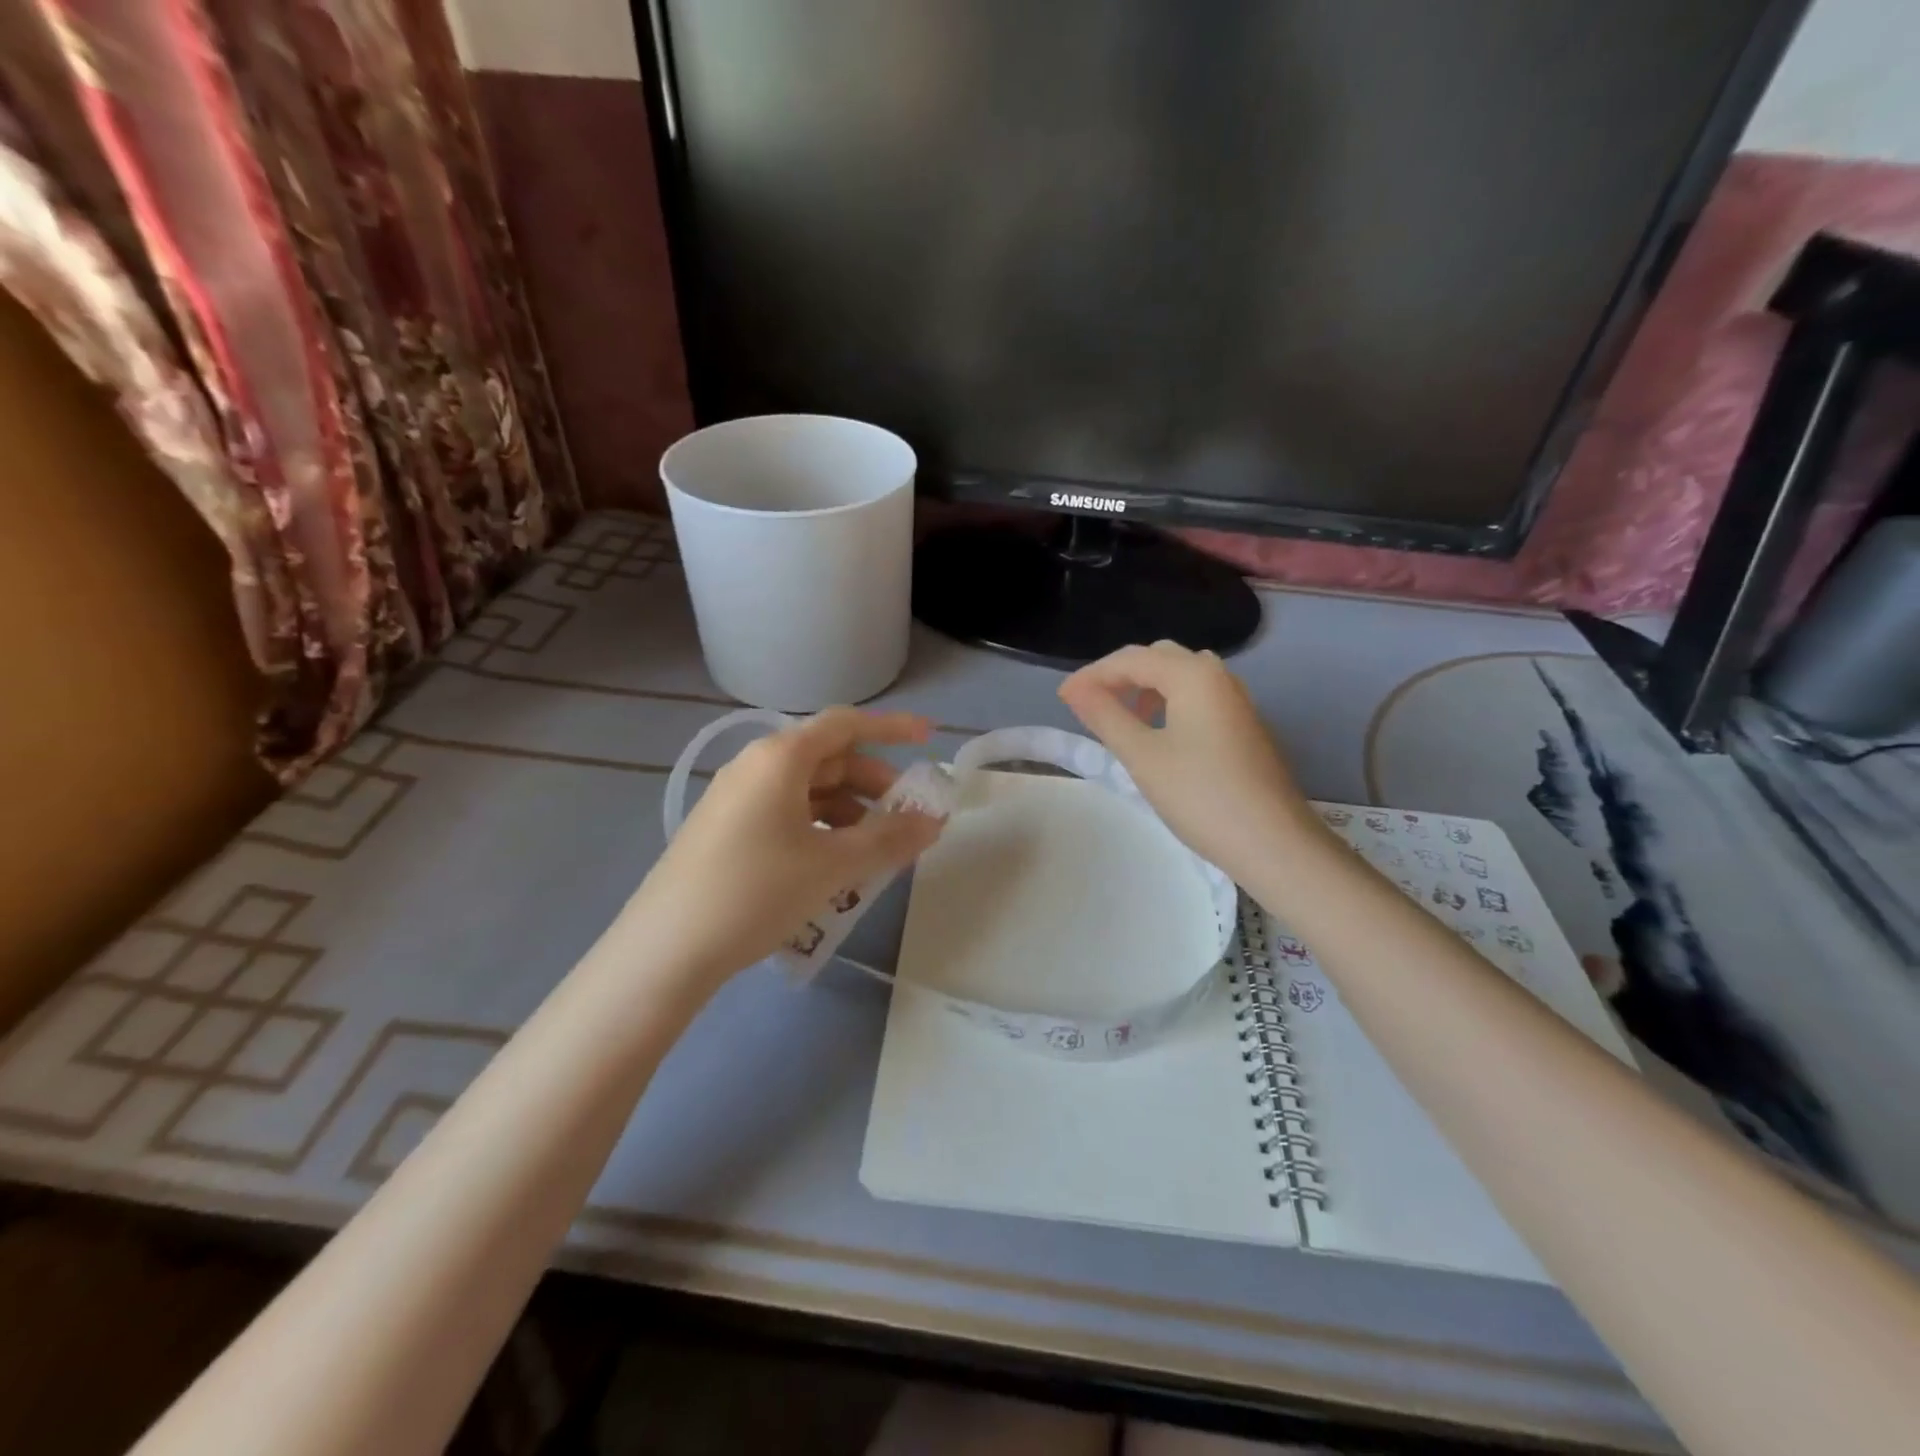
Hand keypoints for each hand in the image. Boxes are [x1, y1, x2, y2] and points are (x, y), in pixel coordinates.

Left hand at [627, 708, 943, 983]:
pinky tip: (835, 867)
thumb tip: (934, 821)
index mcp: (780, 758)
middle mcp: (755, 766)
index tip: (930, 737)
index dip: (892, 727)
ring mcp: (736, 799)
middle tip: (908, 817)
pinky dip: (821, 829)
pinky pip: (787, 815)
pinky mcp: (726, 831)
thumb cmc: (756, 891)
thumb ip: (889, 839)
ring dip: (850, 812)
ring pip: (808, 791)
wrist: (665, 950)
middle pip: (829, 758)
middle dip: (874, 783)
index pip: (846, 725)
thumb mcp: (832, 866)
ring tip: (876, 852)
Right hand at [1058, 641, 1315, 879]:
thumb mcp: (1142, 756)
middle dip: (1119, 675)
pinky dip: (1169, 701)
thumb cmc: (1200, 796)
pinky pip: (1198, 696)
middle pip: (1158, 658)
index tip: (1062, 698)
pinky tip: (1158, 732)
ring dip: (1145, 686)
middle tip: (1088, 704)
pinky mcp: (1244, 724)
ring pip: (1181, 676)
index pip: (1131, 659)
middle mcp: (1218, 676)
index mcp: (1193, 674)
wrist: (1273, 843)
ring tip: (1119, 716)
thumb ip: (1105, 715)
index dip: (1092, 675)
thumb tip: (1074, 689)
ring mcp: (1236, 700)